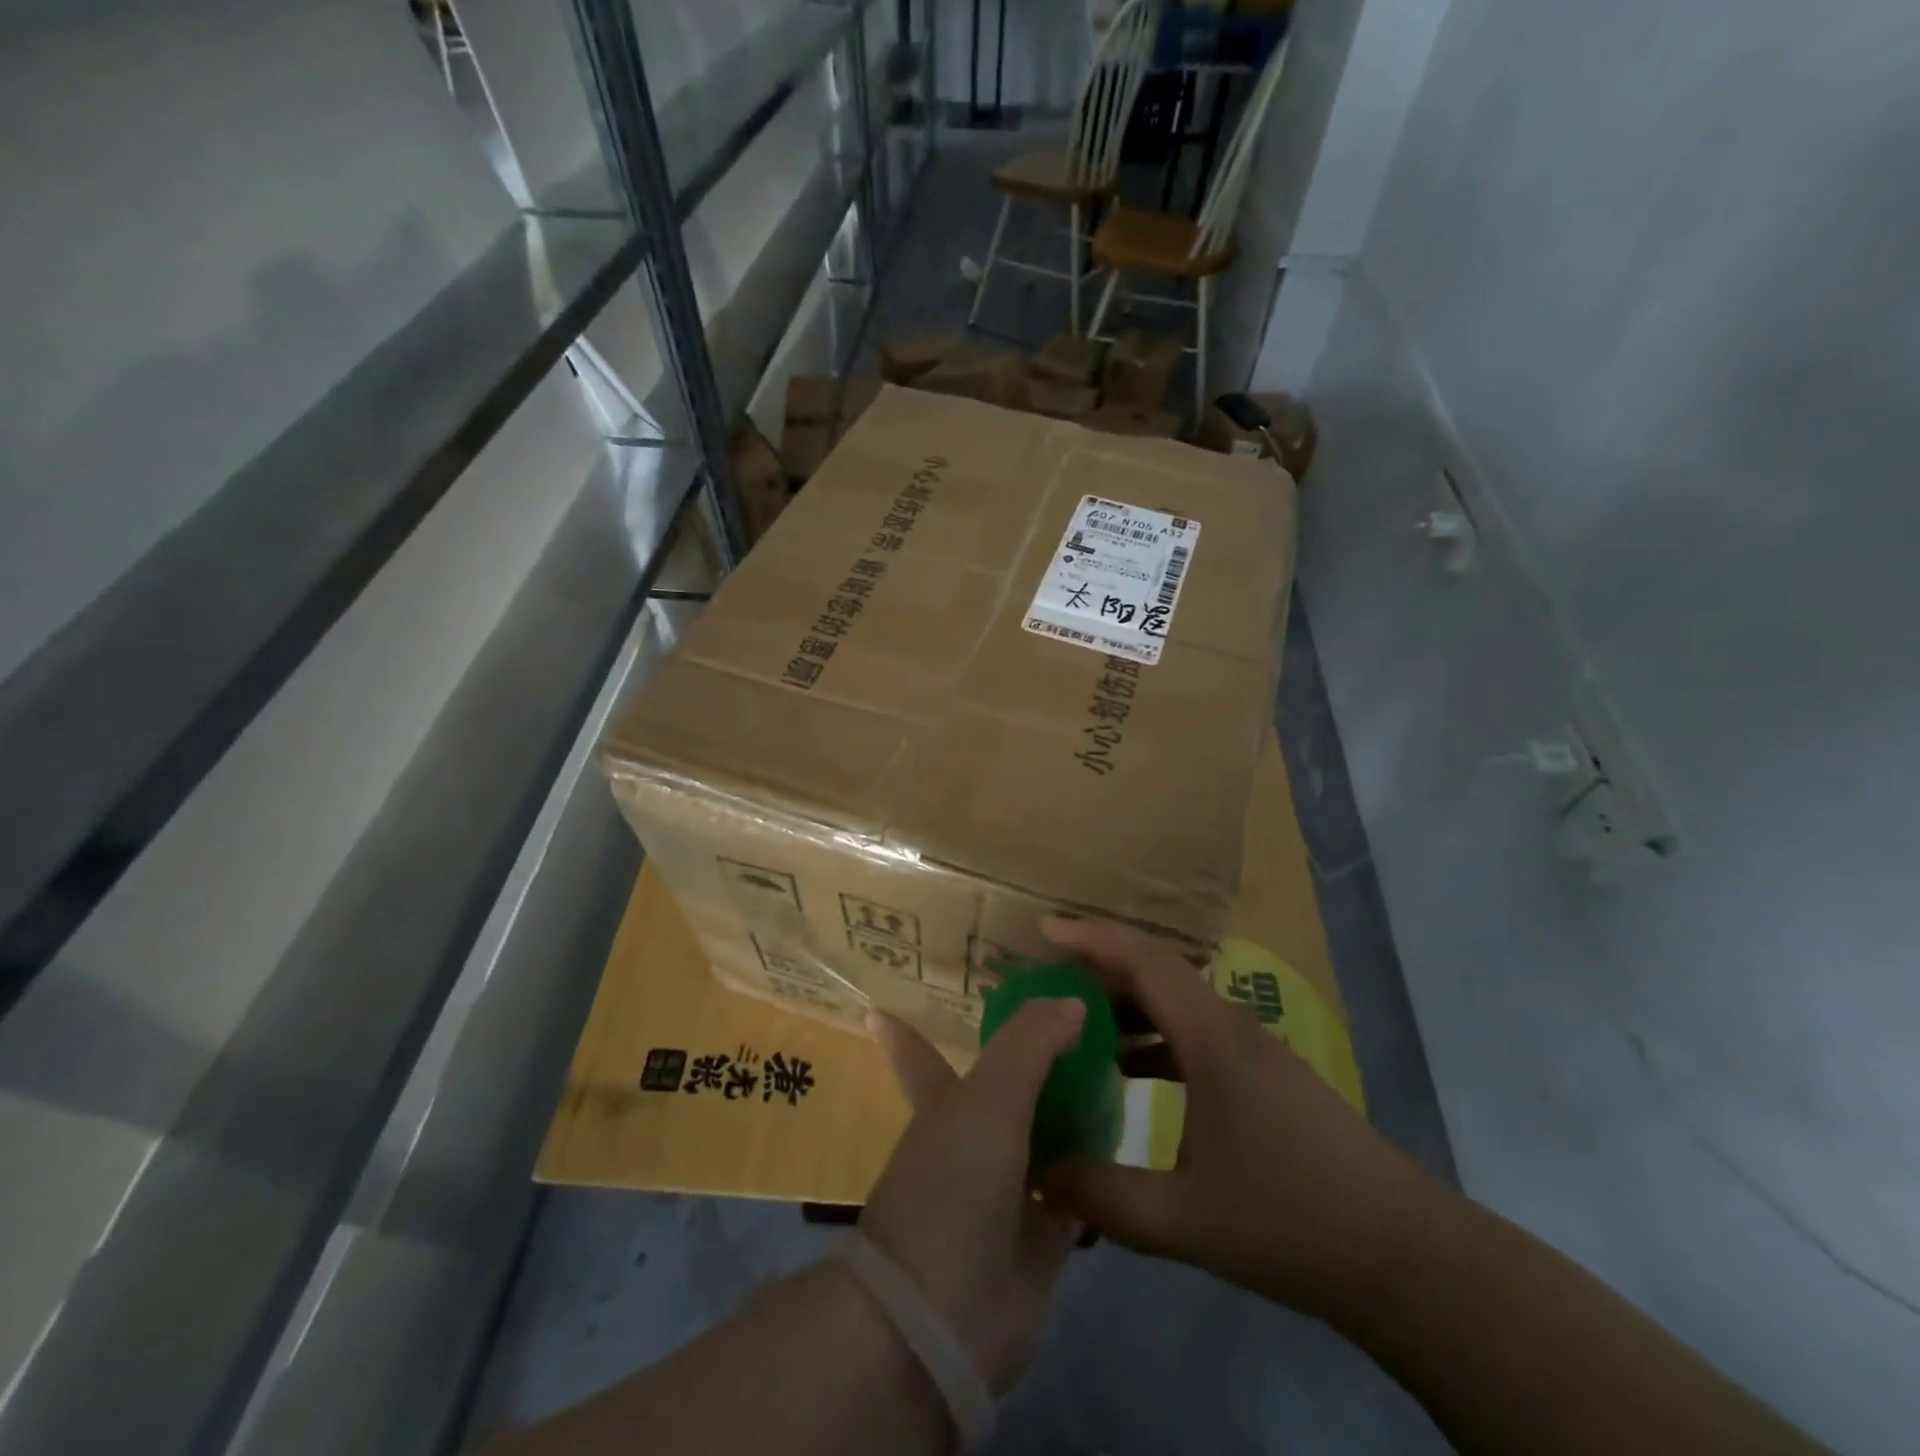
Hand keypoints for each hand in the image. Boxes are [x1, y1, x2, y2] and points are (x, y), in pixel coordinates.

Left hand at [861, 1001, 1084, 1394]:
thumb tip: (1073, 1001)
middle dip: (1036, 1060)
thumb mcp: (988, 1097)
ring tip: (1123, 1070)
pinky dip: (1097, 1172)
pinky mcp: (1041, 1238)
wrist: (946, 1317)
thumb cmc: (953, 1185)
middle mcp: (974, 1140)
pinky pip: (1076, 1193)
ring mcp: (1007, 1190)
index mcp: (944, 1103)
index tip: (888, 1003)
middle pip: (1007, 1089)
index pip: (919, 1052)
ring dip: (1075, 1111)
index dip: (905, 1031)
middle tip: (1081, 1025)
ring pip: (1046, 1137)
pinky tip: (1129, 1142)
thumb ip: (1030, 1043)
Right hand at [1039, 917, 1437, 1322]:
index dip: (1092, 938)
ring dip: (1126, 1008)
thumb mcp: (1186, 1220)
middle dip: (1098, 970)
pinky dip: (1152, 1041)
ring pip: (1176, 1006)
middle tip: (1045, 984)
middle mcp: (1231, 1029)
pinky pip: (1194, 1036)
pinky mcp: (1265, 1078)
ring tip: (1076, 1029)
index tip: (1044, 932)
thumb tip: (1039, 1175)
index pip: (1145, 962)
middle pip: (1157, 975)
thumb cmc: (1293, 1221)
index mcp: (1212, 1039)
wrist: (1406, 1258)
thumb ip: (1105, 1197)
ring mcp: (1253, 1052)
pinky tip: (1128, 1077)